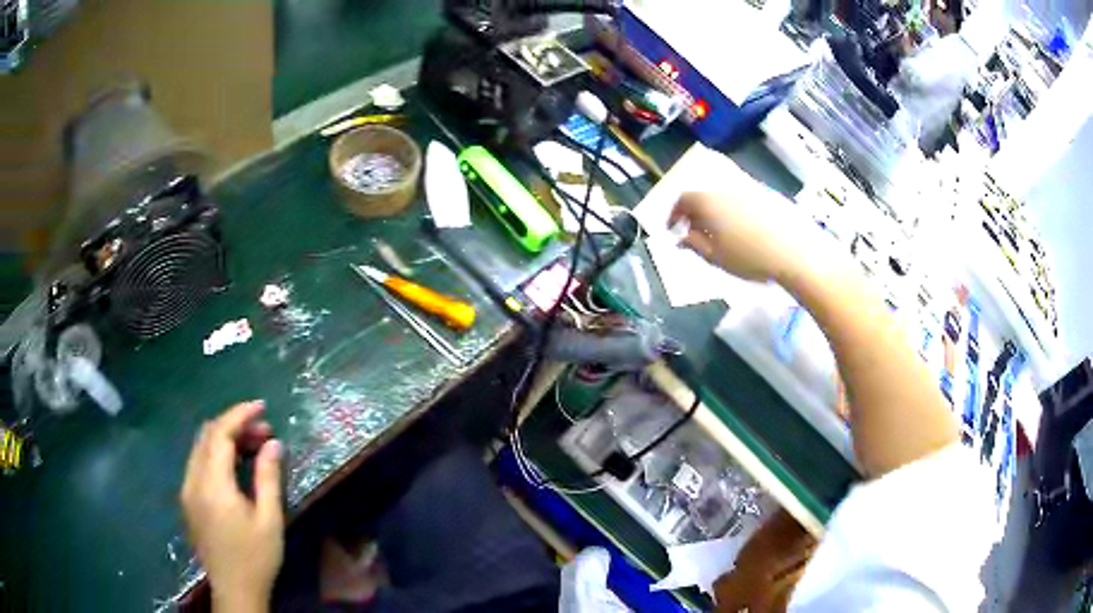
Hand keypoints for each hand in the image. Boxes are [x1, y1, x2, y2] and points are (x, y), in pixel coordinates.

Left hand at [180, 401, 283, 611]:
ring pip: (200, 448)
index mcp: (212, 485)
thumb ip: (268, 477)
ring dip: (224, 439)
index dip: (239, 415)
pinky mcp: (188, 501)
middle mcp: (193, 481)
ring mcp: (187, 491)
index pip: (220, 434)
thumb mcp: (269, 520)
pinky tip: (235, 466)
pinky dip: (215, 454)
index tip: (261, 407)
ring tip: (253, 445)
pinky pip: (198, 464)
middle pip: (207, 436)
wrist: (235, 591)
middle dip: (234, 425)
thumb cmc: (256, 558)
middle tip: (264, 430)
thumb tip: (273, 442)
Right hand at [669, 190, 841, 283]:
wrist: (797, 252)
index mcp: (708, 200)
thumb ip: (694, 245)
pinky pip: (741, 199)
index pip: (682, 200)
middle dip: (694, 213)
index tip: (672, 231)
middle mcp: (725, 188)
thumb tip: (682, 238)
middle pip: (702, 195)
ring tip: (718, 235)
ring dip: (715, 212)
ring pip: (722, 197)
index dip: (673, 215)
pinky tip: (741, 230)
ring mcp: (748, 189)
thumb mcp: (716, 257)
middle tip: (694, 234)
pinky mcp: (767, 195)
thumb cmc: (751, 258)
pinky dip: (733, 211)